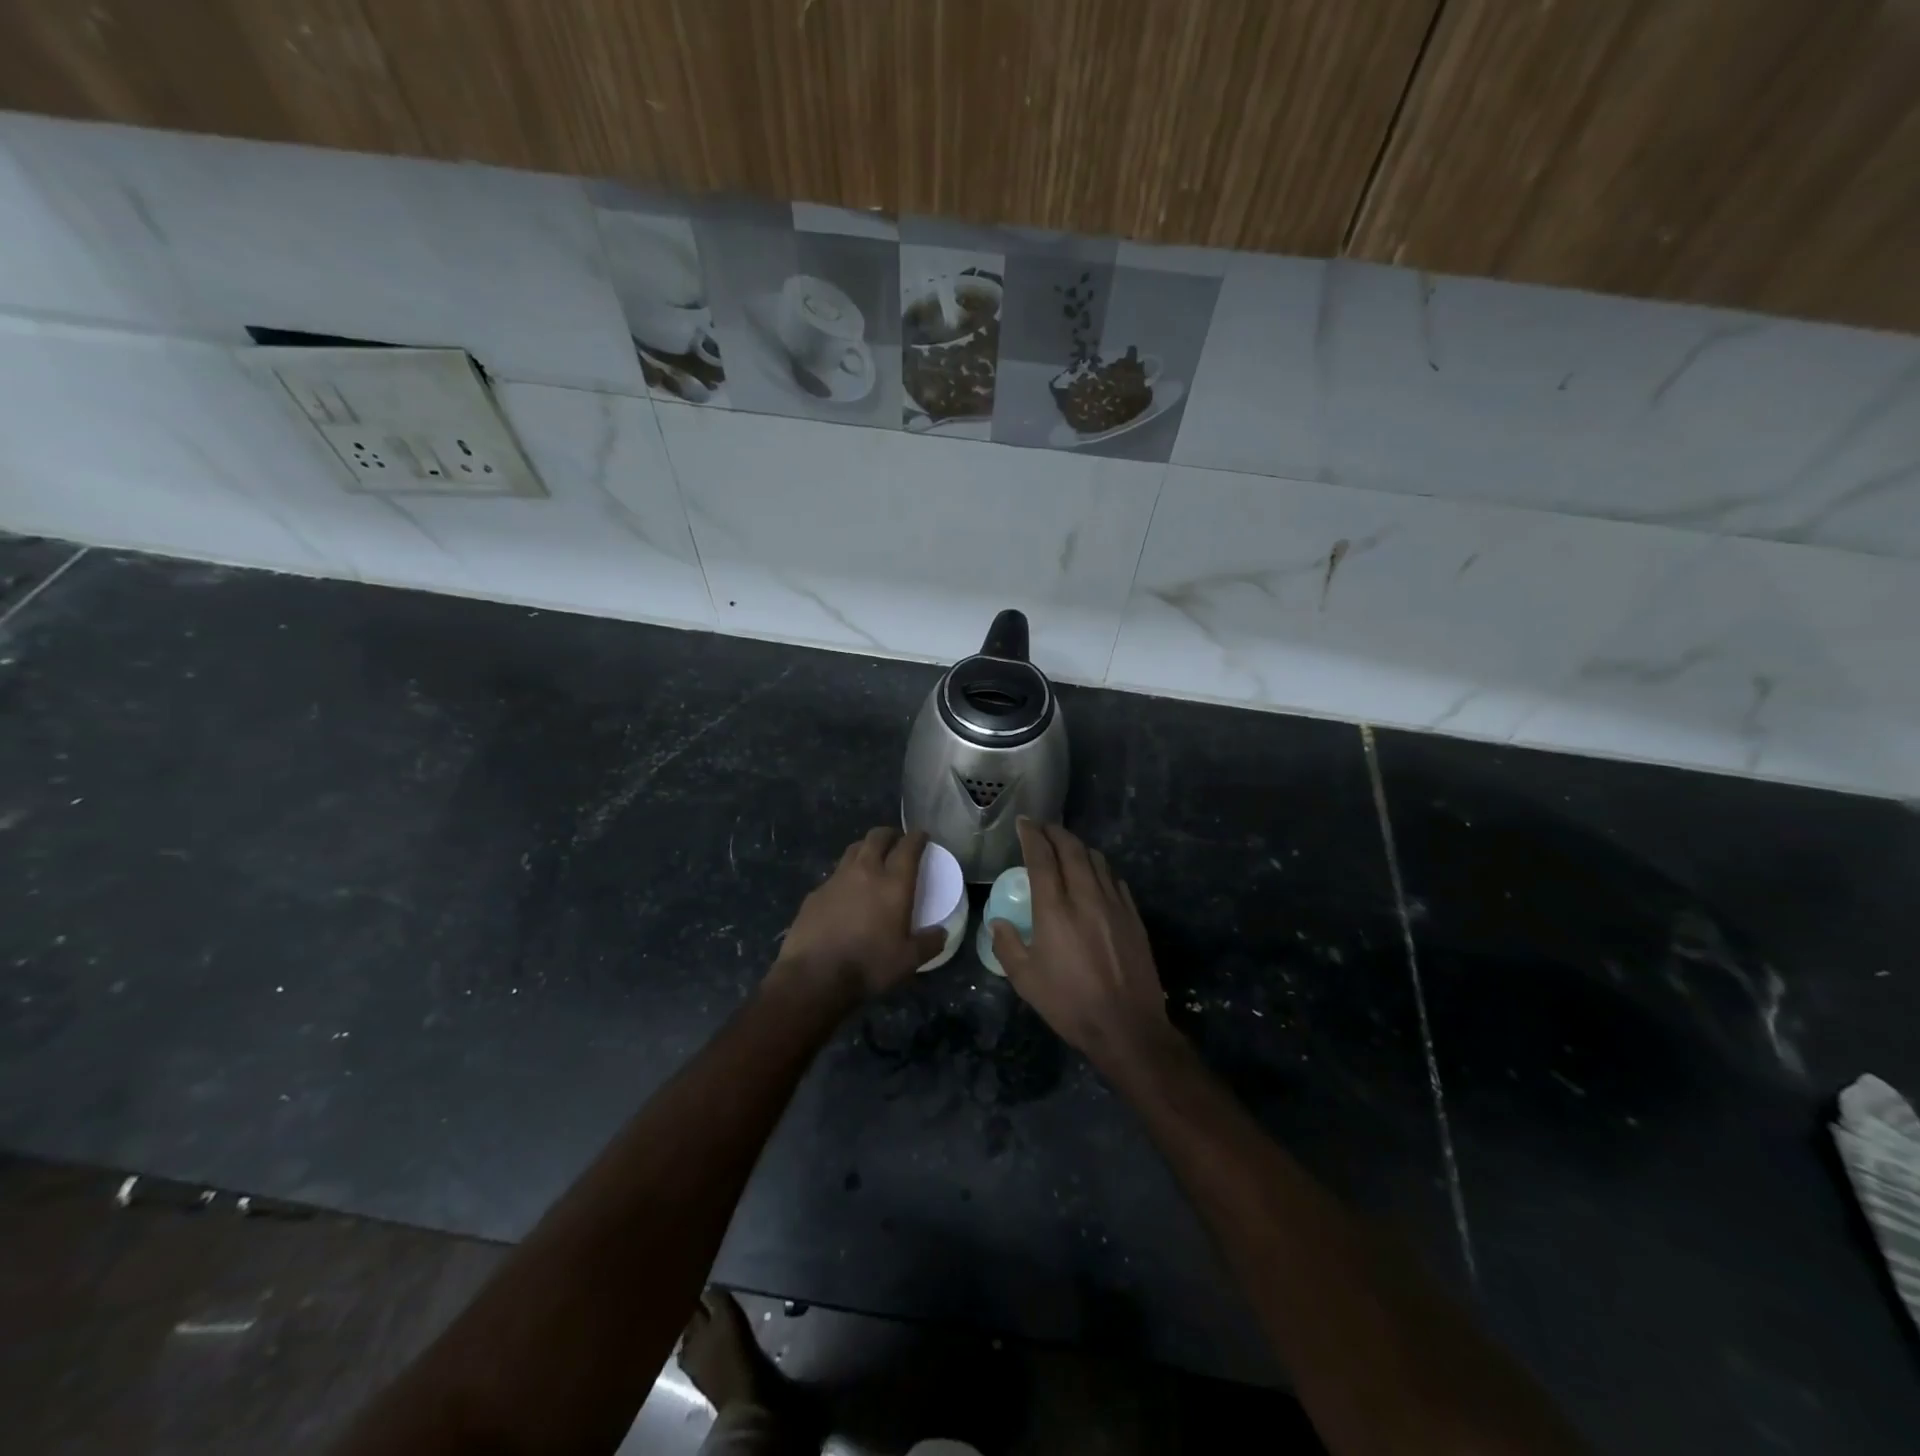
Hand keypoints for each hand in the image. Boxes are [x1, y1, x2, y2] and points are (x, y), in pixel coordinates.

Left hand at [774, 827, 947, 1002]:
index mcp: (893, 884)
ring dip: (866, 848)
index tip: (922, 835)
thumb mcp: (908, 960)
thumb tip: (942, 933)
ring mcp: (837, 879)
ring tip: (871, 859)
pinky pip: (835, 875)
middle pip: (877, 837)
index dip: (917, 837)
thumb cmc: (868, 964)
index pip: (908, 847)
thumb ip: (929, 943)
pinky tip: (846, 892)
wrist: (814, 975)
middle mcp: (865, 872)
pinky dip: (845, 875)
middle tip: (896, 841)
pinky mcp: (815, 893)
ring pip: (854, 850)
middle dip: (890, 834)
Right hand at [990, 819, 1173, 1070]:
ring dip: (1078, 847)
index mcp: (1055, 909)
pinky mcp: (1133, 916)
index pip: (1041, 857)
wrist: (1127, 1026)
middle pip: (1072, 849)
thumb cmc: (1070, 1003)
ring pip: (1097, 860)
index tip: (1024, 823)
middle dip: (1055, 832)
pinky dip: (1100, 869)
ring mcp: (1114, 904)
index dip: (1031, 835)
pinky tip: (1095, 877)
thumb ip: (1007, 945)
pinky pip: (1115, 880)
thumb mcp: (1025, 980)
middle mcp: (1086, 896)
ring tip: (1066, 848)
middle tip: (1042, 828)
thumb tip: (998, 922)